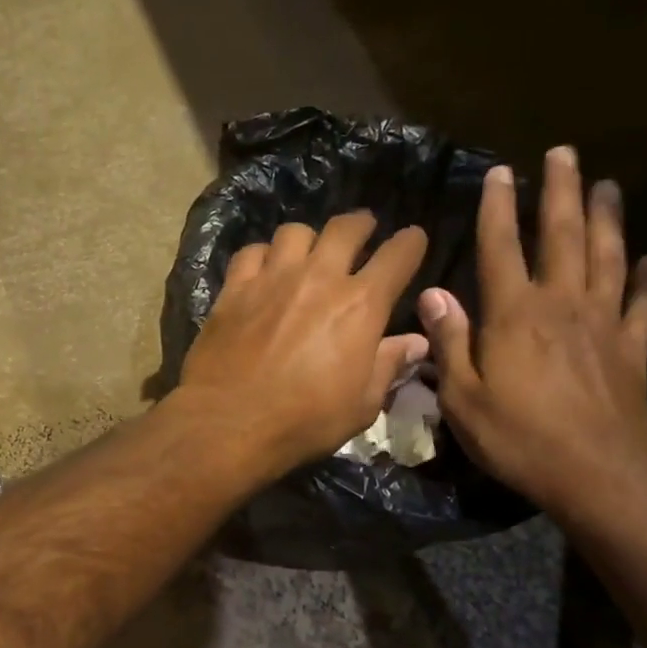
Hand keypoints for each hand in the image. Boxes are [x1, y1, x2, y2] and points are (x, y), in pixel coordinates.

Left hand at [176, 211, 429, 475]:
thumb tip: (417, 342)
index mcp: (361, 305)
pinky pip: (251, 252)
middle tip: (362, 232)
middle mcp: (319, 277)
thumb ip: (389, 366)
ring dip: (309, 239)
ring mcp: (272, 278)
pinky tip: (262, 270)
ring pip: (296, 232)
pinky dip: (262, 255)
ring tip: (307, 253)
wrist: (229, 423)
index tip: (413, 240)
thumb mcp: (361, 406)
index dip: (411, 243)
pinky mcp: (234, 289)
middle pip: (346, 228)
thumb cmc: (304, 421)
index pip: (398, 255)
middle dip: (361, 224)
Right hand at [420, 148, 646, 522]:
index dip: (497, 208)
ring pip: (608, 257)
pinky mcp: (633, 350)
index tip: (500, 172)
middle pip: (562, 236)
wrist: (597, 475)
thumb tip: (433, 294)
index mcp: (514, 315)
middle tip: (564, 153)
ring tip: (607, 184)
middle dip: (560, 192)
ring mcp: (604, 324)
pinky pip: (644, 305)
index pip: (500, 248)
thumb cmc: (518, 438)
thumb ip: (450, 342)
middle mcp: (562, 305)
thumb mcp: (462, 398)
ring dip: (606, 218)